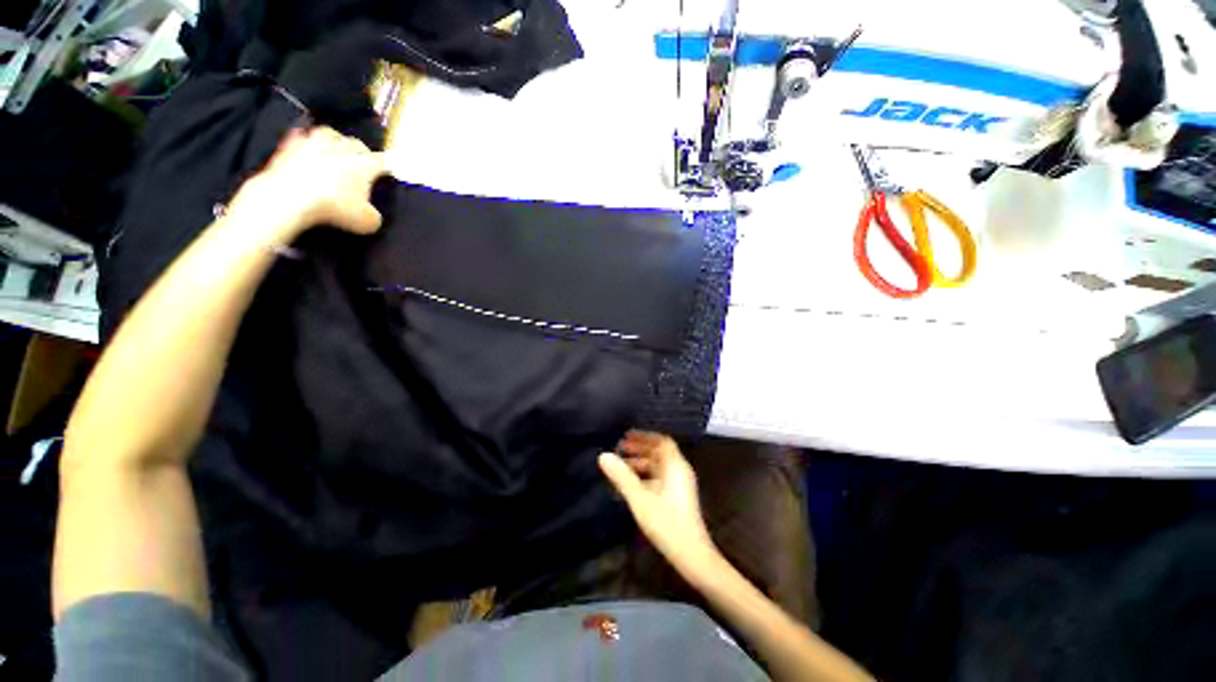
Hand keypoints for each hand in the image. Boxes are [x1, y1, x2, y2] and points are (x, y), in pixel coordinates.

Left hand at [230, 127, 386, 238]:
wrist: (288, 197)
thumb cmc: (334, 207)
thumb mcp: (366, 221)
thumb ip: (373, 215)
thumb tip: (371, 214)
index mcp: (364, 164)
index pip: (383, 161)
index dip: (389, 165)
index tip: (391, 170)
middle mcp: (341, 149)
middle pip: (356, 143)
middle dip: (361, 151)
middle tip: (362, 160)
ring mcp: (314, 144)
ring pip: (328, 133)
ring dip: (334, 139)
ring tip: (334, 148)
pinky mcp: (288, 146)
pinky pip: (300, 138)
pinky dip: (305, 142)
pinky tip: (305, 148)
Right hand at [599, 431, 717, 572]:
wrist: (692, 555)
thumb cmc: (666, 523)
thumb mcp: (640, 499)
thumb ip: (622, 476)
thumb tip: (603, 455)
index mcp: (675, 466)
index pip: (662, 441)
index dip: (644, 436)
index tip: (626, 435)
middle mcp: (679, 471)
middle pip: (659, 452)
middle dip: (639, 448)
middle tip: (619, 448)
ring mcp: (679, 485)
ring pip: (658, 466)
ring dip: (641, 462)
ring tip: (620, 465)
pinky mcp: (677, 497)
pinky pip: (659, 477)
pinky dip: (645, 475)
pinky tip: (630, 484)